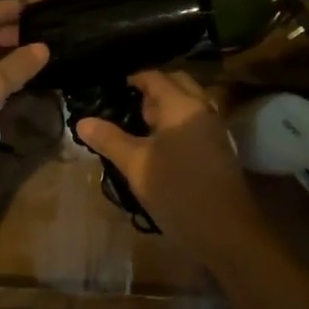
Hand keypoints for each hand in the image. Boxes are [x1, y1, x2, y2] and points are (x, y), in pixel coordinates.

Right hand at [75, 71, 266, 269]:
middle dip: (152, 91)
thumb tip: (82, 121)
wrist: (226, 231)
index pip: (155, 77)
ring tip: (140, 129)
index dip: (133, 79)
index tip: (112, 89)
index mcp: (182, 105)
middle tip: (128, 108)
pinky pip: (196, 122)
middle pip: (176, 84)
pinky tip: (160, 147)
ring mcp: (215, 129)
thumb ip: (109, 139)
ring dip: (166, 109)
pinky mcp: (220, 149)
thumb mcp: (135, 165)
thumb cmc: (177, 190)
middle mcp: (202, 108)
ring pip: (189, 104)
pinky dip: (178, 124)